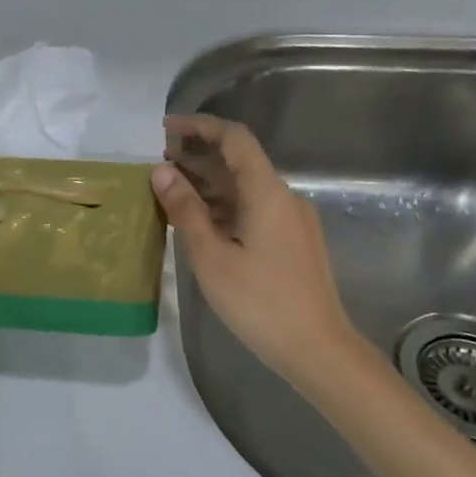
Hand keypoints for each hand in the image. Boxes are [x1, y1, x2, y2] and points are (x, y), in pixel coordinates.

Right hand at [153, 113, 360, 386]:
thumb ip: (186, 210)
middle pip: (239, 161)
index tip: (166, 129)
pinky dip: (222, 205)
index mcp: (267, 193)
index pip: (234, 139)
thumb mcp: (211, 256)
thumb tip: (161, 171)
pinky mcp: (292, 241)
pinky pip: (252, 209)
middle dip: (198, 155)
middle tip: (158, 163)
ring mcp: (291, 220)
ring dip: (208, 183)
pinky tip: (197, 219)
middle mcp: (284, 197)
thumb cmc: (260, 302)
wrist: (317, 350)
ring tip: (169, 190)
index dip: (200, 126)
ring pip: (245, 187)